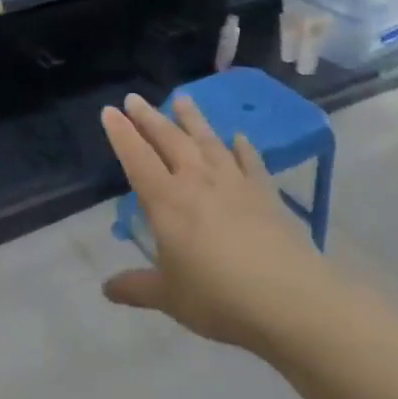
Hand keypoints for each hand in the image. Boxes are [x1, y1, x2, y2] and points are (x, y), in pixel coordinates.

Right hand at [100, 93, 340, 352]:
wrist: (291, 300)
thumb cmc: (218, 297)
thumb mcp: (168, 297)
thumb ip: (136, 287)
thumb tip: (106, 289)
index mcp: (166, 202)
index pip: (137, 158)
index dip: (121, 134)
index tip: (109, 110)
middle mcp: (197, 182)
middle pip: (169, 141)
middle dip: (149, 118)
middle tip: (134, 98)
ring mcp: (235, 184)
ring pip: (208, 141)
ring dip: (192, 119)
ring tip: (182, 98)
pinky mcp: (266, 193)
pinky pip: (250, 161)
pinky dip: (242, 147)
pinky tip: (239, 137)